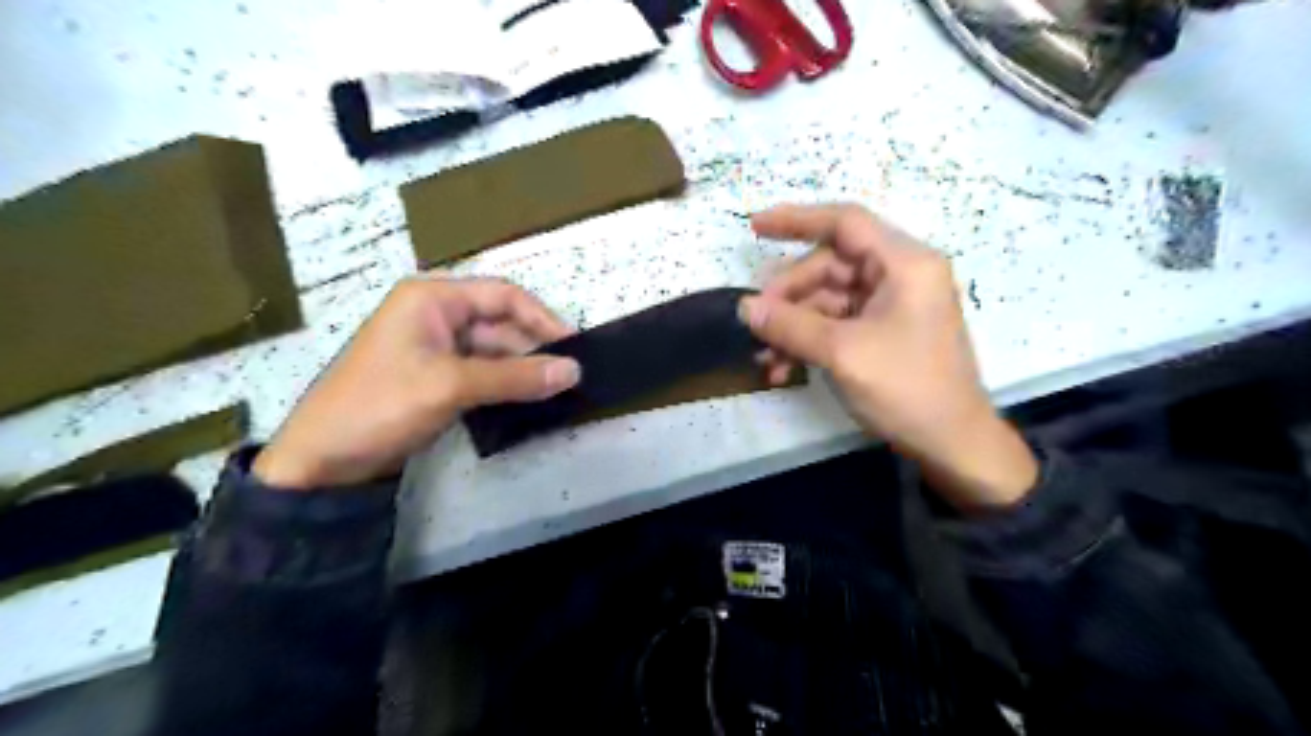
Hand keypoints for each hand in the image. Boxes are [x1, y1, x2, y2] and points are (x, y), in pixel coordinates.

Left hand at [254, 277, 575, 488]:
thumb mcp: (451, 386)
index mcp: (433, 299)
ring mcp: (436, 347)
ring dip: (522, 370)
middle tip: (570, 376)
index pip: (503, 296)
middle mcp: (437, 315)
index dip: (542, 318)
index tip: (574, 346)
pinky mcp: (436, 376)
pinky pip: (482, 372)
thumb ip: (515, 377)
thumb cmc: (380, 405)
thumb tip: (574, 371)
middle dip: (534, 349)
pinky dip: (505, 384)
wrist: (322, 459)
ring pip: (494, 351)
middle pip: (501, 324)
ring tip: (557, 390)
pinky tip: (529, 399)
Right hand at [742, 205, 1040, 507]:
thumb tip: (744, 307)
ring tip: (765, 358)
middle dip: (788, 294)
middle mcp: (899, 275)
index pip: (845, 223)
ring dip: (793, 326)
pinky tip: (782, 368)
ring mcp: (892, 305)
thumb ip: (790, 324)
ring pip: (828, 299)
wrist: (952, 444)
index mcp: (904, 263)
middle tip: (756, 323)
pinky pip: (836, 324)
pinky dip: (809, 341)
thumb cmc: (907, 388)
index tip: (754, 227)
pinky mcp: (883, 332)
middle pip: (830, 266)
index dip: (796, 220)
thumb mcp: (842, 353)